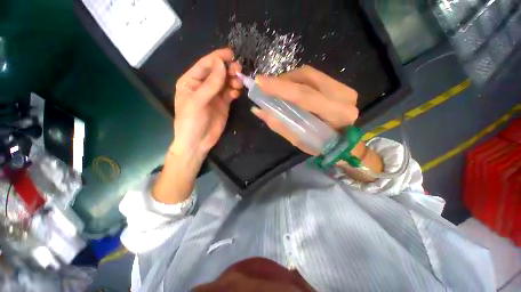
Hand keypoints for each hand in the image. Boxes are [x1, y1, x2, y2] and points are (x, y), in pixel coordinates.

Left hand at [173, 48, 242, 156]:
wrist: (198, 142)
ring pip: (226, 82)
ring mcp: (214, 95)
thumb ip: (210, 84)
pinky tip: (237, 93)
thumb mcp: (197, 102)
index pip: (205, 65)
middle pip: (217, 72)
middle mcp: (203, 86)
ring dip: (233, 80)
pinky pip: (230, 93)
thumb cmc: (191, 122)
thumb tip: (221, 64)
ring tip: (239, 83)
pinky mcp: (223, 104)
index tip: (231, 54)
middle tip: (238, 70)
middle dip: (228, 69)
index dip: (217, 58)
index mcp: (191, 81)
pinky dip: (234, 91)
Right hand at [252, 66, 382, 180]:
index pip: (304, 96)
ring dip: (287, 79)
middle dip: (281, 80)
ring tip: (274, 88)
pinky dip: (295, 80)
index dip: (280, 88)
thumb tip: (259, 110)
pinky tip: (287, 87)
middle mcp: (342, 95)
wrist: (345, 142)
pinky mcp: (338, 85)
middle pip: (306, 78)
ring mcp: (342, 87)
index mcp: (336, 114)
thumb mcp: (300, 140)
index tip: (259, 82)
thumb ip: (280, 125)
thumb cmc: (323, 146)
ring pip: (308, 74)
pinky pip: (312, 76)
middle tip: (263, 84)